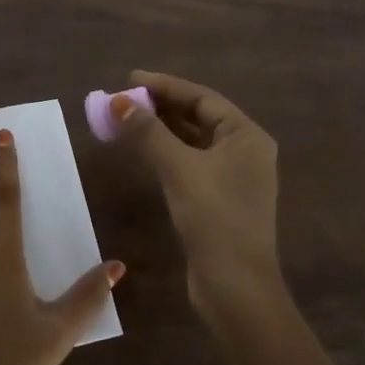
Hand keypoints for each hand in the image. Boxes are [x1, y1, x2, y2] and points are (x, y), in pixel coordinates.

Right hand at [109, 71, 283, 324]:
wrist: (235, 286)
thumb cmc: (213, 216)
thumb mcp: (178, 167)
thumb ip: (148, 131)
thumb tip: (118, 101)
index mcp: (246, 135)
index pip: (202, 97)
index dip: (165, 85)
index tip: (130, 78)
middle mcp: (245, 150)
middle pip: (198, 116)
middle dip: (160, 106)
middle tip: (124, 98)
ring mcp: (234, 177)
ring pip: (192, 140)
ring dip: (161, 128)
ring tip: (126, 118)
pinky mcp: (219, 199)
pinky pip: (190, 161)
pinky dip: (166, 151)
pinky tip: (143, 150)